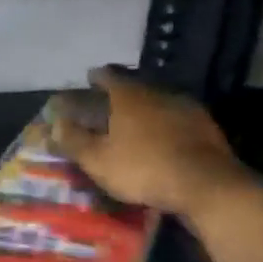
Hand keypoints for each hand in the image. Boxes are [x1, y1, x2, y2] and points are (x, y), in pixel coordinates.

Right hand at [48, 67, 250, 221]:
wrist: (207, 185)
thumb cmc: (143, 168)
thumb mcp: (98, 160)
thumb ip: (74, 140)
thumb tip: (55, 123)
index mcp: (128, 96)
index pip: (108, 75)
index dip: (96, 77)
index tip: (89, 78)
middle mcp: (157, 93)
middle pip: (135, 86)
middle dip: (121, 93)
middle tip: (110, 103)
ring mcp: (185, 108)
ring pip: (159, 101)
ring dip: (146, 108)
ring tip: (136, 122)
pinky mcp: (206, 128)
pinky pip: (178, 119)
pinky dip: (167, 124)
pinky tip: (164, 139)